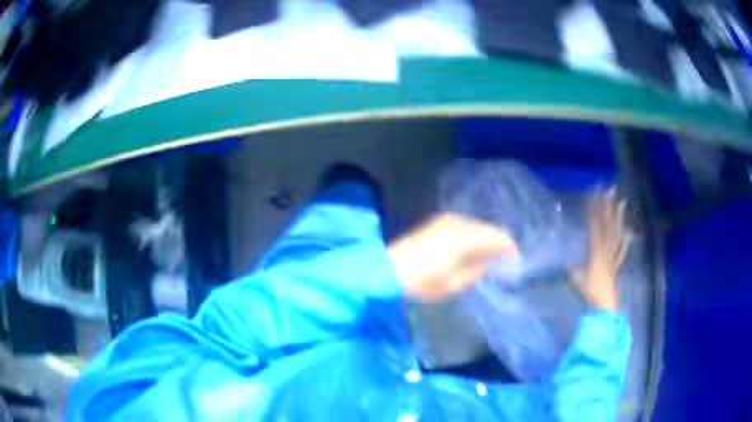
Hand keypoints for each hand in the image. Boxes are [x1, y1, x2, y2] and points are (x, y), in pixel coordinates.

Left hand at [388, 213, 518, 301]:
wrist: (390, 269)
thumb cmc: (424, 281)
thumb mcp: (455, 283)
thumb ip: (478, 269)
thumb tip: (492, 260)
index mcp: (465, 237)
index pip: (496, 237)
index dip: (509, 248)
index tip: (516, 259)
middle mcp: (458, 222)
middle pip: (487, 228)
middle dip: (498, 242)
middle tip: (505, 258)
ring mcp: (447, 219)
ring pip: (476, 225)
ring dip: (485, 237)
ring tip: (490, 254)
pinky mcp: (438, 222)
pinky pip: (465, 225)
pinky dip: (473, 234)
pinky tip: (473, 247)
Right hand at [574, 189, 629, 310]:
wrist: (605, 303)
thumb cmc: (591, 290)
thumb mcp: (577, 278)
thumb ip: (574, 268)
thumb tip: (568, 262)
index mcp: (596, 250)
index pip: (595, 224)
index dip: (594, 208)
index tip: (594, 193)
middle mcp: (606, 249)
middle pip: (608, 224)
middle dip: (608, 206)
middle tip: (609, 189)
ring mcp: (613, 255)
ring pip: (617, 232)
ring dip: (618, 217)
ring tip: (621, 201)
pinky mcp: (616, 264)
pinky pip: (622, 249)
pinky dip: (624, 239)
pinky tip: (627, 233)